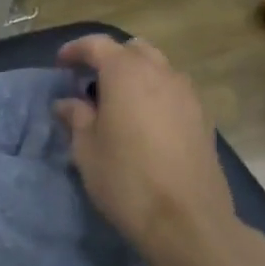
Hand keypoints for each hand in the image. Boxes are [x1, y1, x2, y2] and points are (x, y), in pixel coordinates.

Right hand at [54, 35, 238, 263]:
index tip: (60, 65)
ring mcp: (187, 95)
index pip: (97, 45)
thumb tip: (67, 103)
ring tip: (117, 103)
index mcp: (126, 73)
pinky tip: (143, 123)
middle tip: (90, 82)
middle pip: (133, 50)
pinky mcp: (203, 118)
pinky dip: (155, 94)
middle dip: (110, 59)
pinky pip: (174, 91)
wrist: (187, 220)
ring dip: (135, 76)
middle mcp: (161, 73)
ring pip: (158, 68)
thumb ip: (76, 117)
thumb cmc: (126, 178)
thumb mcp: (86, 148)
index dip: (75, 50)